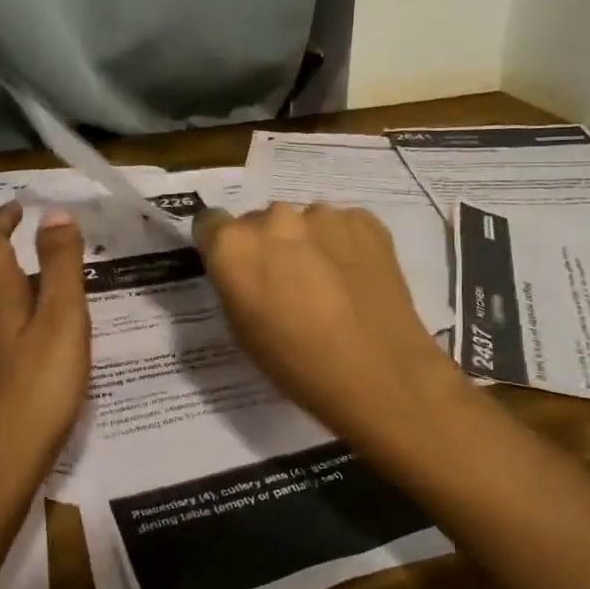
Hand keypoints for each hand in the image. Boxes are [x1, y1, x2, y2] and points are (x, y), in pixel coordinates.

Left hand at [0, 202, 90, 492]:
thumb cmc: (36, 388)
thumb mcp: (62, 319)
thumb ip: (61, 265)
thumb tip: (54, 213)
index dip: (3, 218)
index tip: (23, 205)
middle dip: (14, 251)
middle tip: (55, 248)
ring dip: (20, 287)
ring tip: (59, 293)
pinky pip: (0, 333)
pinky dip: (21, 320)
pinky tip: (45, 343)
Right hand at [194, 202, 463, 454]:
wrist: (379, 373)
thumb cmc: (297, 364)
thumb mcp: (242, 329)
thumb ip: (235, 283)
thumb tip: (246, 267)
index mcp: (234, 245)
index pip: (210, 223)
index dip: (221, 246)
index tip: (236, 268)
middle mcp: (274, 218)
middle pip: (260, 221)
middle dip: (268, 245)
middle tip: (287, 283)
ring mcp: (323, 215)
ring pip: (304, 222)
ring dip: (308, 243)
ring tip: (329, 283)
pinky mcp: (365, 220)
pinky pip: (343, 226)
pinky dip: (344, 245)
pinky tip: (356, 279)